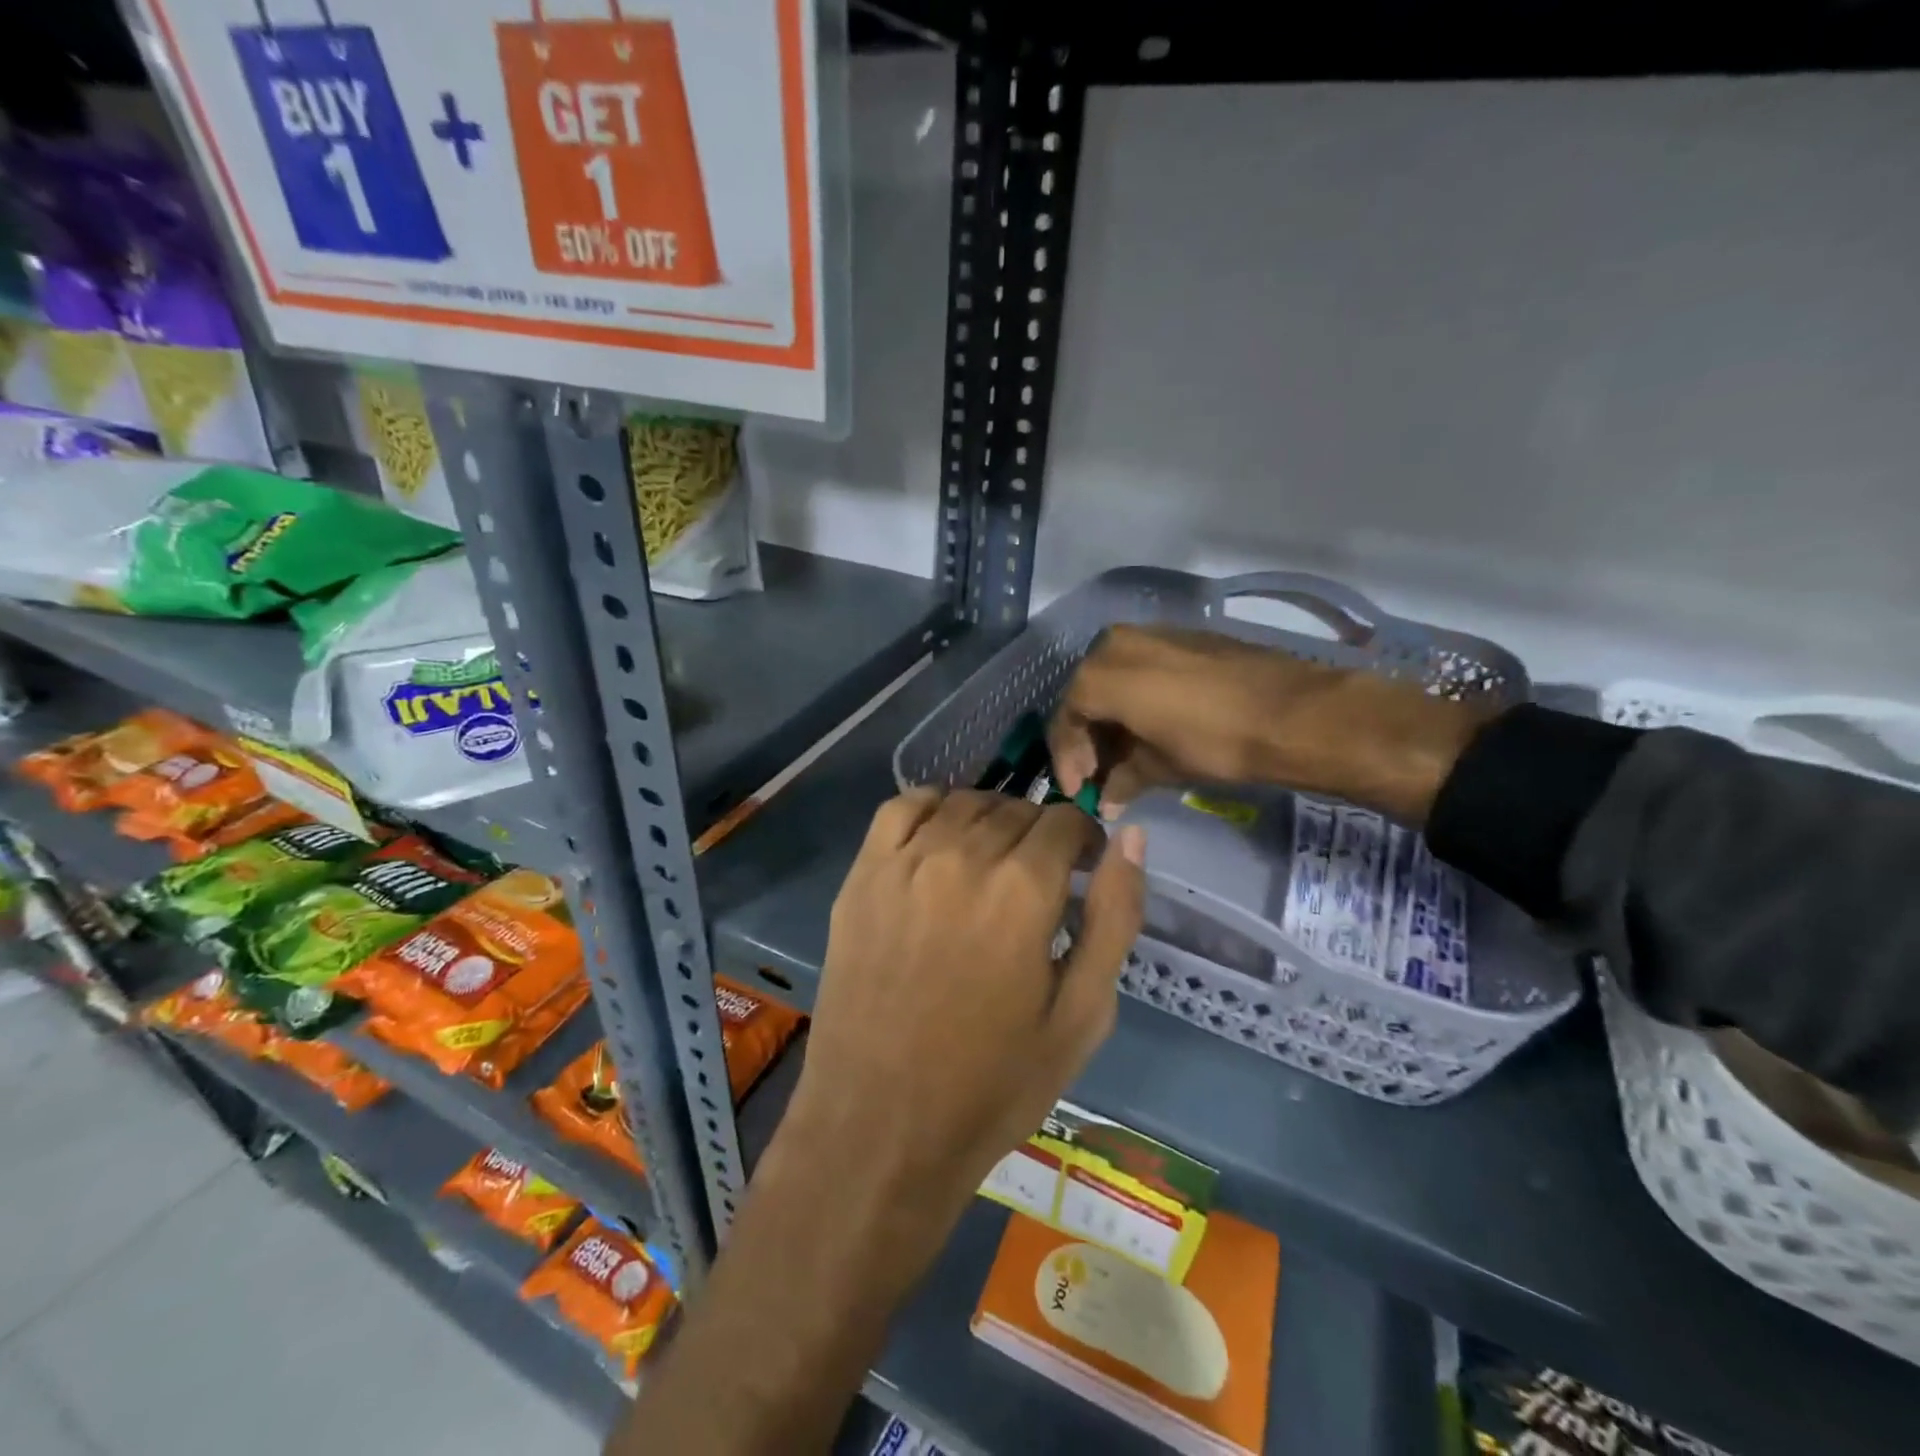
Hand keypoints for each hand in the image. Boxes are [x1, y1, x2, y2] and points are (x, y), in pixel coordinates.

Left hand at [788, 789, 1145, 1220]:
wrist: (880, 1124)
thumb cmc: (992, 1083)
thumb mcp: (1081, 1015)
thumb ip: (1114, 918)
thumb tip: (1131, 838)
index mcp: (1023, 890)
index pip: (1067, 821)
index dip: (1085, 841)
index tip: (1084, 870)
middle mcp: (963, 857)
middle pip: (1017, 810)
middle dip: (1041, 836)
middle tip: (1040, 882)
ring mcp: (905, 862)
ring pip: (964, 803)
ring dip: (992, 821)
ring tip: (993, 863)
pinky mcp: (862, 875)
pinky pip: (901, 807)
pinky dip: (932, 807)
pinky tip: (941, 839)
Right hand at [1047, 624, 1495, 824]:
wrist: (1294, 712)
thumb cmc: (1215, 743)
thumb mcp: (1160, 767)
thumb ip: (1123, 779)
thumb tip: (1107, 801)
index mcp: (1101, 674)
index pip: (1066, 719)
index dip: (1067, 759)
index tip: (1079, 791)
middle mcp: (1116, 643)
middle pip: (1086, 695)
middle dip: (1089, 738)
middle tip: (1100, 775)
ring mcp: (1152, 633)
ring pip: (1113, 679)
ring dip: (1113, 718)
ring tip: (1126, 756)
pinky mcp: (1183, 635)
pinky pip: (1142, 668)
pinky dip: (1137, 699)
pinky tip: (1153, 728)